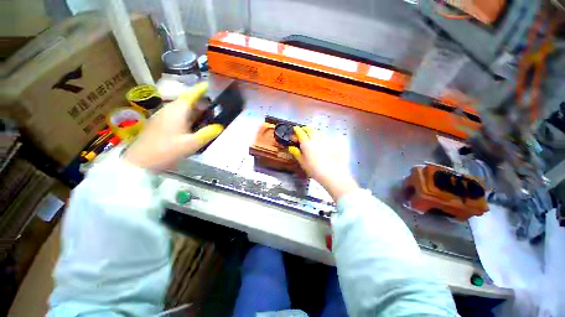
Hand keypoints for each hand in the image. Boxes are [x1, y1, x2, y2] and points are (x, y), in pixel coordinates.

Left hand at [124, 82, 222, 170]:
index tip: (210, 85)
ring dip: (195, 110)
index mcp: (177, 111)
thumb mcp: (191, 144)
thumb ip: (207, 134)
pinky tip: (194, 126)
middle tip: (215, 106)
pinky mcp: (160, 124)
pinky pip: (177, 116)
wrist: (140, 162)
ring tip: (208, 116)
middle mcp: (169, 110)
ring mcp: (163, 117)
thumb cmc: (166, 150)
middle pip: (187, 101)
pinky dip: (188, 117)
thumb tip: (220, 126)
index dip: (200, 89)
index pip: (190, 95)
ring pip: (182, 109)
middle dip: (201, 102)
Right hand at [288, 126, 358, 200]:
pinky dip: (322, 136)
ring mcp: (325, 140)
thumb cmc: (314, 169)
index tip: (295, 129)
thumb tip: (291, 147)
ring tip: (312, 135)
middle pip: (310, 130)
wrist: (332, 173)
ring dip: (314, 132)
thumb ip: (297, 153)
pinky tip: (322, 141)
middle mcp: (316, 139)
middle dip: (305, 129)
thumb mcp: (302, 162)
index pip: (301, 133)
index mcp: (306, 143)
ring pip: (318, 132)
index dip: (297, 130)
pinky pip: (326, 136)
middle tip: (303, 130)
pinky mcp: (333, 143)